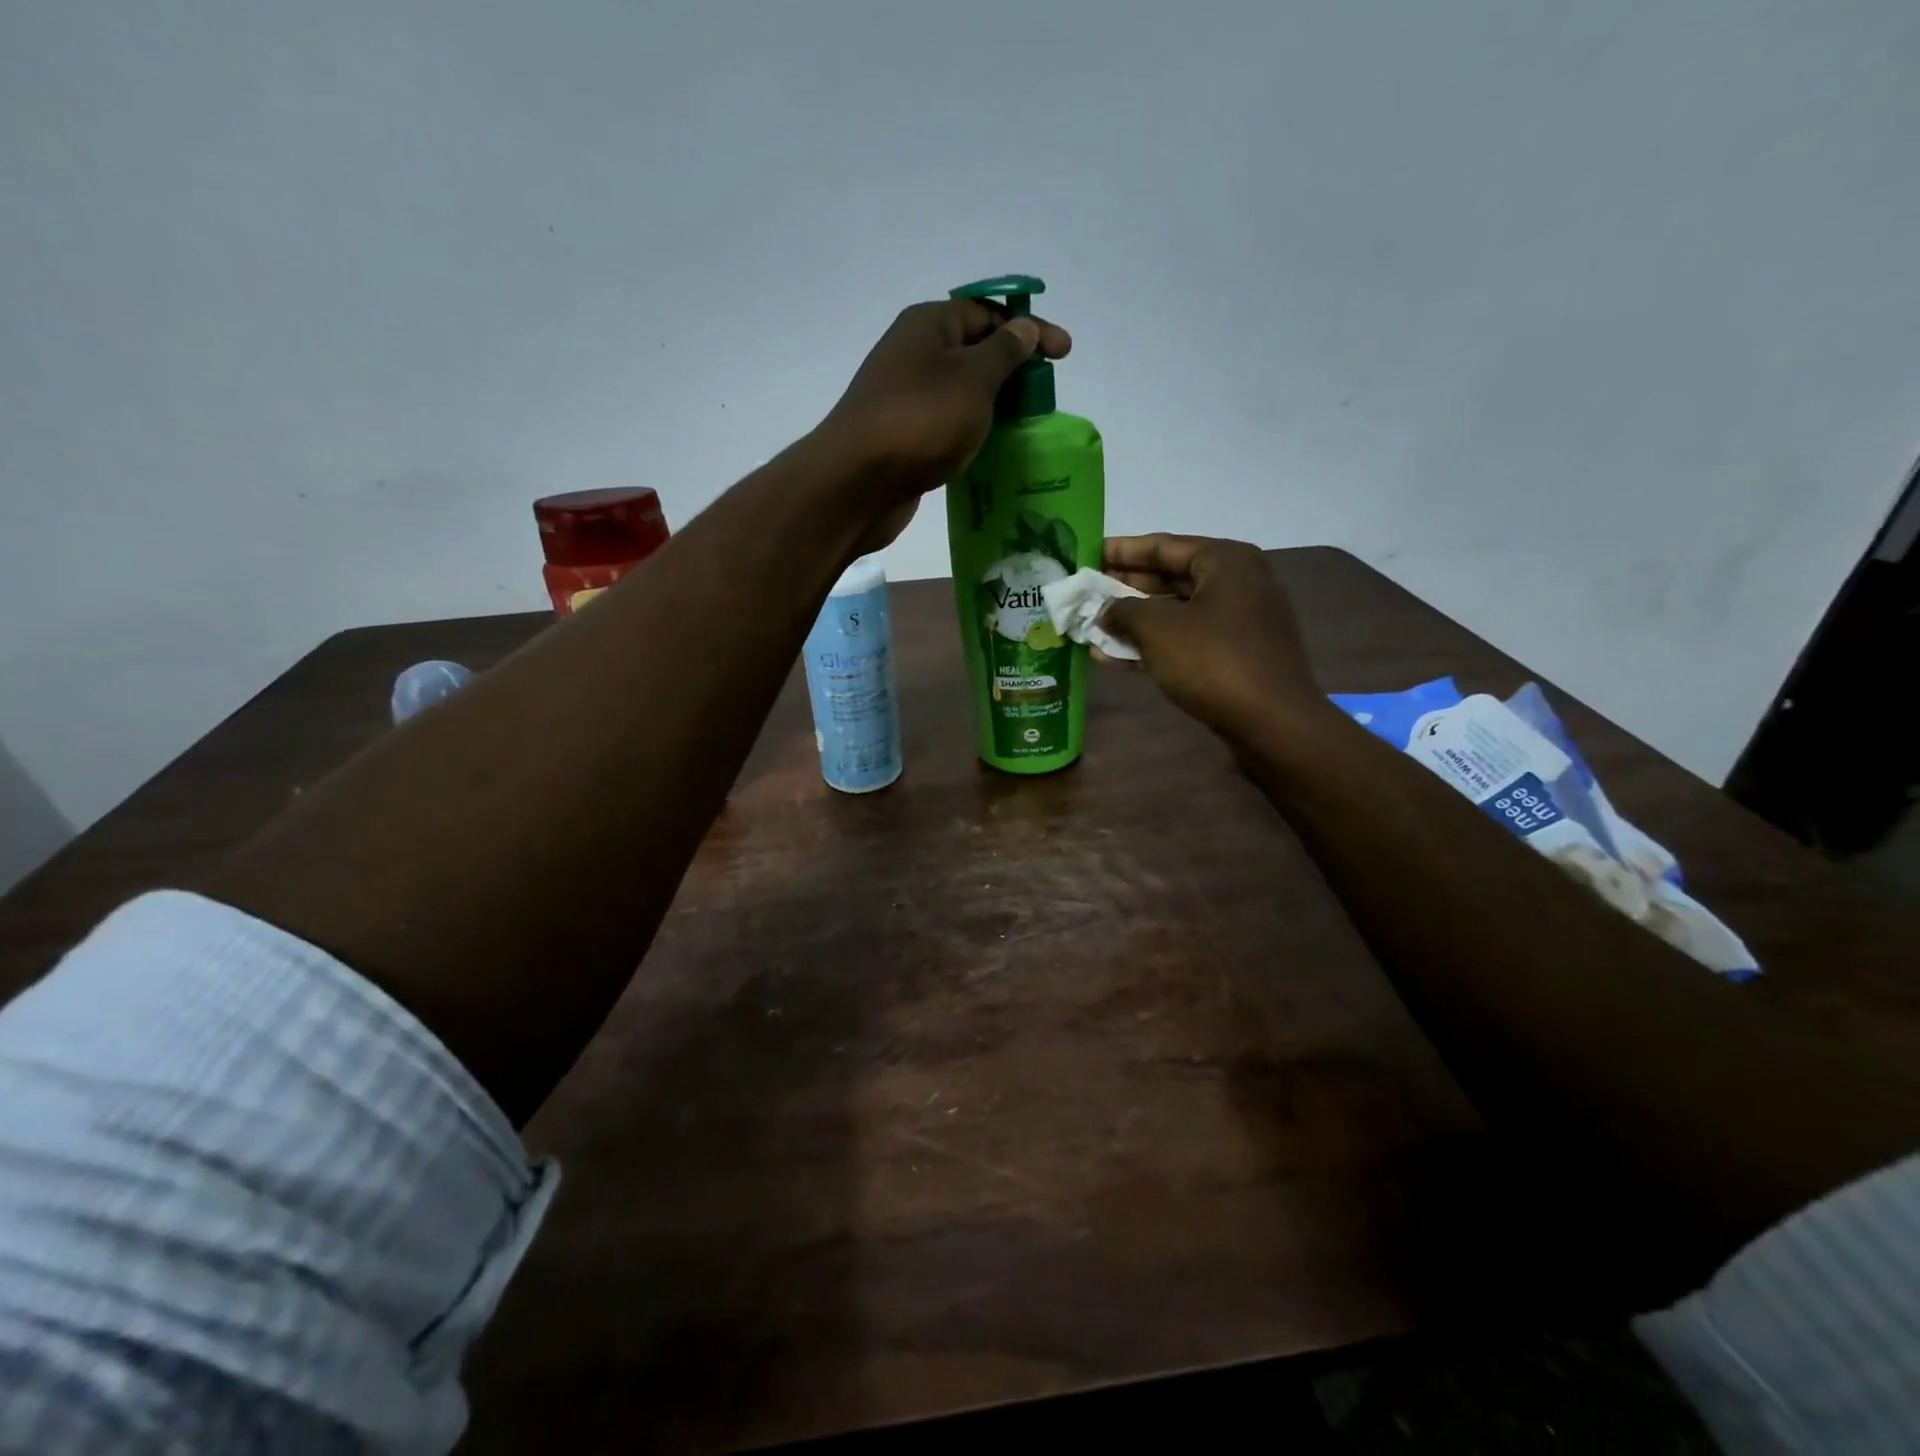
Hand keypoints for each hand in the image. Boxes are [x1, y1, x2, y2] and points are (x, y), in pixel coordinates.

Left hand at [814, 300, 1071, 549]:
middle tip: (1043, 396)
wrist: (858, 483)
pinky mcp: (903, 437)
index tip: (1064, 354)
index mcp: (928, 325)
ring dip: (993, 405)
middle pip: (974, 352)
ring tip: (1024, 426)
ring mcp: (905, 398)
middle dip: (1012, 370)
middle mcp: (913, 354)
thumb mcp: (973, 379)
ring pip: (960, 392)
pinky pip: (946, 425)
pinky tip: (990, 450)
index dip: (1029, 329)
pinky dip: (971, 432)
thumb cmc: (921, 420)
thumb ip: (1003, 352)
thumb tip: (1022, 328)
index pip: (988, 313)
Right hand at [1099, 535, 1323, 743]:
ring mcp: (1238, 622)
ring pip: (1175, 613)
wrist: (1271, 721)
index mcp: (1225, 561)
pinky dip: (1152, 646)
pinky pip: (1185, 641)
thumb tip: (1105, 611)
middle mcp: (1236, 583)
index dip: (1121, 550)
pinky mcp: (1234, 656)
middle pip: (1169, 577)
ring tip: (1090, 628)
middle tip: (1086, 593)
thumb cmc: (1213, 660)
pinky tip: (1111, 658)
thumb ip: (1123, 611)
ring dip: (1133, 622)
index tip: (1087, 554)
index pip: (1163, 545)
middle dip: (1124, 588)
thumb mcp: (1158, 628)